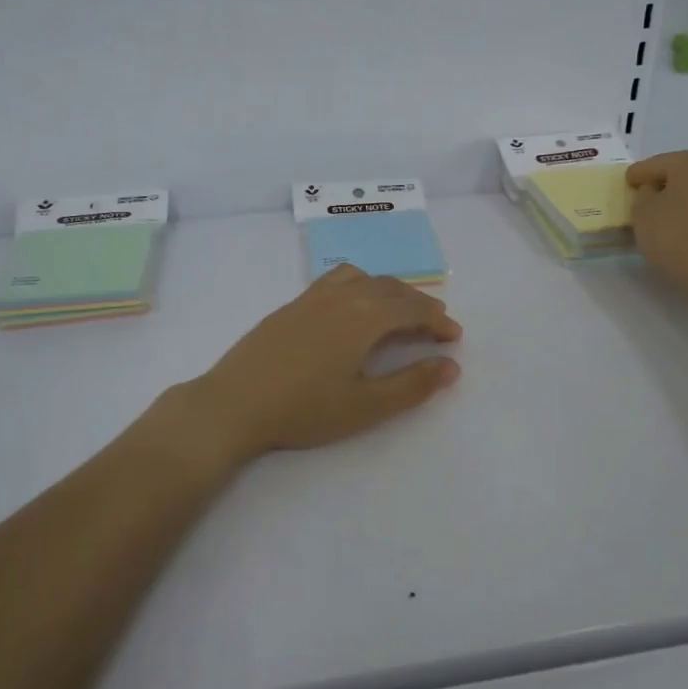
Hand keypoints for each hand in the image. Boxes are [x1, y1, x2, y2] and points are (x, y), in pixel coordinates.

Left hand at [190, 265, 462, 459]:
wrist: (234, 404)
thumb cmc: (304, 410)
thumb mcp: (366, 405)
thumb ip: (412, 385)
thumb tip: (451, 366)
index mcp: (363, 317)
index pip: (412, 309)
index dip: (438, 321)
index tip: (453, 338)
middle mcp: (341, 297)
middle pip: (390, 288)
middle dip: (418, 304)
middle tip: (434, 328)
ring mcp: (311, 298)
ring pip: (361, 278)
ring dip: (387, 291)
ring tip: (395, 313)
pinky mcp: (290, 307)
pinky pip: (335, 281)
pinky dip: (358, 287)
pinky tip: (350, 313)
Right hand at [625, 151, 687, 289]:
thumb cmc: (676, 233)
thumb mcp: (642, 213)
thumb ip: (643, 196)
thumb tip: (654, 192)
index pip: (656, 164)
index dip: (638, 174)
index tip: (627, 183)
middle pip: (683, 174)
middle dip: (665, 185)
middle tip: (647, 200)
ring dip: (685, 200)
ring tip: (669, 219)